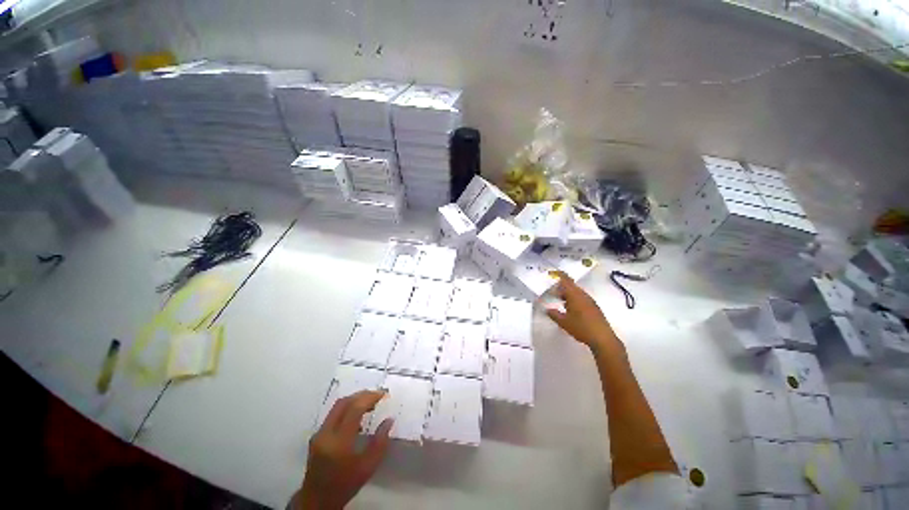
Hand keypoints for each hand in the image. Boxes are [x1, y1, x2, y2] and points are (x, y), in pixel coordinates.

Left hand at [294, 391, 393, 509]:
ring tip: (369, 403)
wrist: (317, 501)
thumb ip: (380, 442)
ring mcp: (319, 433)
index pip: (354, 409)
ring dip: (354, 400)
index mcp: (339, 442)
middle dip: (362, 395)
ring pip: (337, 406)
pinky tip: (356, 417)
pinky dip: (347, 409)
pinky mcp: (316, 435)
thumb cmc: (345, 484)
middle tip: (377, 395)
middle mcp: (326, 433)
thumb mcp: (368, 467)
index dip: (370, 397)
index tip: (383, 395)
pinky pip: (333, 414)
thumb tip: (389, 420)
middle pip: (344, 402)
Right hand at [546, 271, 619, 352]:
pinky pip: (582, 299)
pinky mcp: (594, 308)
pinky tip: (571, 309)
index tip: (553, 273)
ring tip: (561, 301)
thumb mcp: (564, 322)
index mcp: (575, 295)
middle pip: (572, 286)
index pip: (566, 281)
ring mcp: (590, 302)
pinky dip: (574, 300)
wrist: (603, 339)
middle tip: (553, 292)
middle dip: (562, 287)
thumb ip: (554, 314)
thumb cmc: (581, 328)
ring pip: (577, 293)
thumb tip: (548, 309)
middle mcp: (583, 296)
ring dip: (568, 294)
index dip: (560, 275)